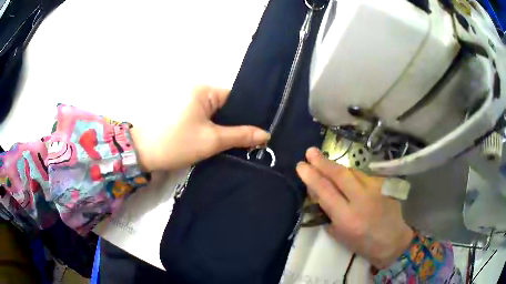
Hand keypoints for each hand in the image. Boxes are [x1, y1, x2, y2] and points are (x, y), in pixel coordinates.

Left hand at [131, 86, 269, 170]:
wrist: (142, 153)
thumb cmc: (176, 143)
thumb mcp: (211, 140)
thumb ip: (240, 136)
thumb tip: (266, 134)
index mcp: (203, 90)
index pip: (234, 98)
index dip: (247, 114)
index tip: (258, 131)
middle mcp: (196, 90)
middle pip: (225, 106)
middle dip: (236, 123)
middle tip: (251, 140)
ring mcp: (187, 101)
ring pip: (215, 114)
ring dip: (224, 127)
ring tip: (239, 142)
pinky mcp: (181, 112)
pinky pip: (204, 118)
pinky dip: (212, 128)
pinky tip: (220, 140)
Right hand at [296, 148, 413, 268]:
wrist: (392, 240)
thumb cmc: (362, 243)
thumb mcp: (339, 234)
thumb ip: (327, 213)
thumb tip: (317, 194)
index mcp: (346, 218)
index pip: (325, 191)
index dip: (311, 176)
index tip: (301, 166)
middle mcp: (361, 200)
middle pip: (339, 174)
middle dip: (322, 162)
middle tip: (310, 151)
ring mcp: (375, 189)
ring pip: (352, 171)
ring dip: (336, 167)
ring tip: (326, 164)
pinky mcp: (383, 184)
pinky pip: (363, 175)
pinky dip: (352, 175)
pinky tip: (348, 178)